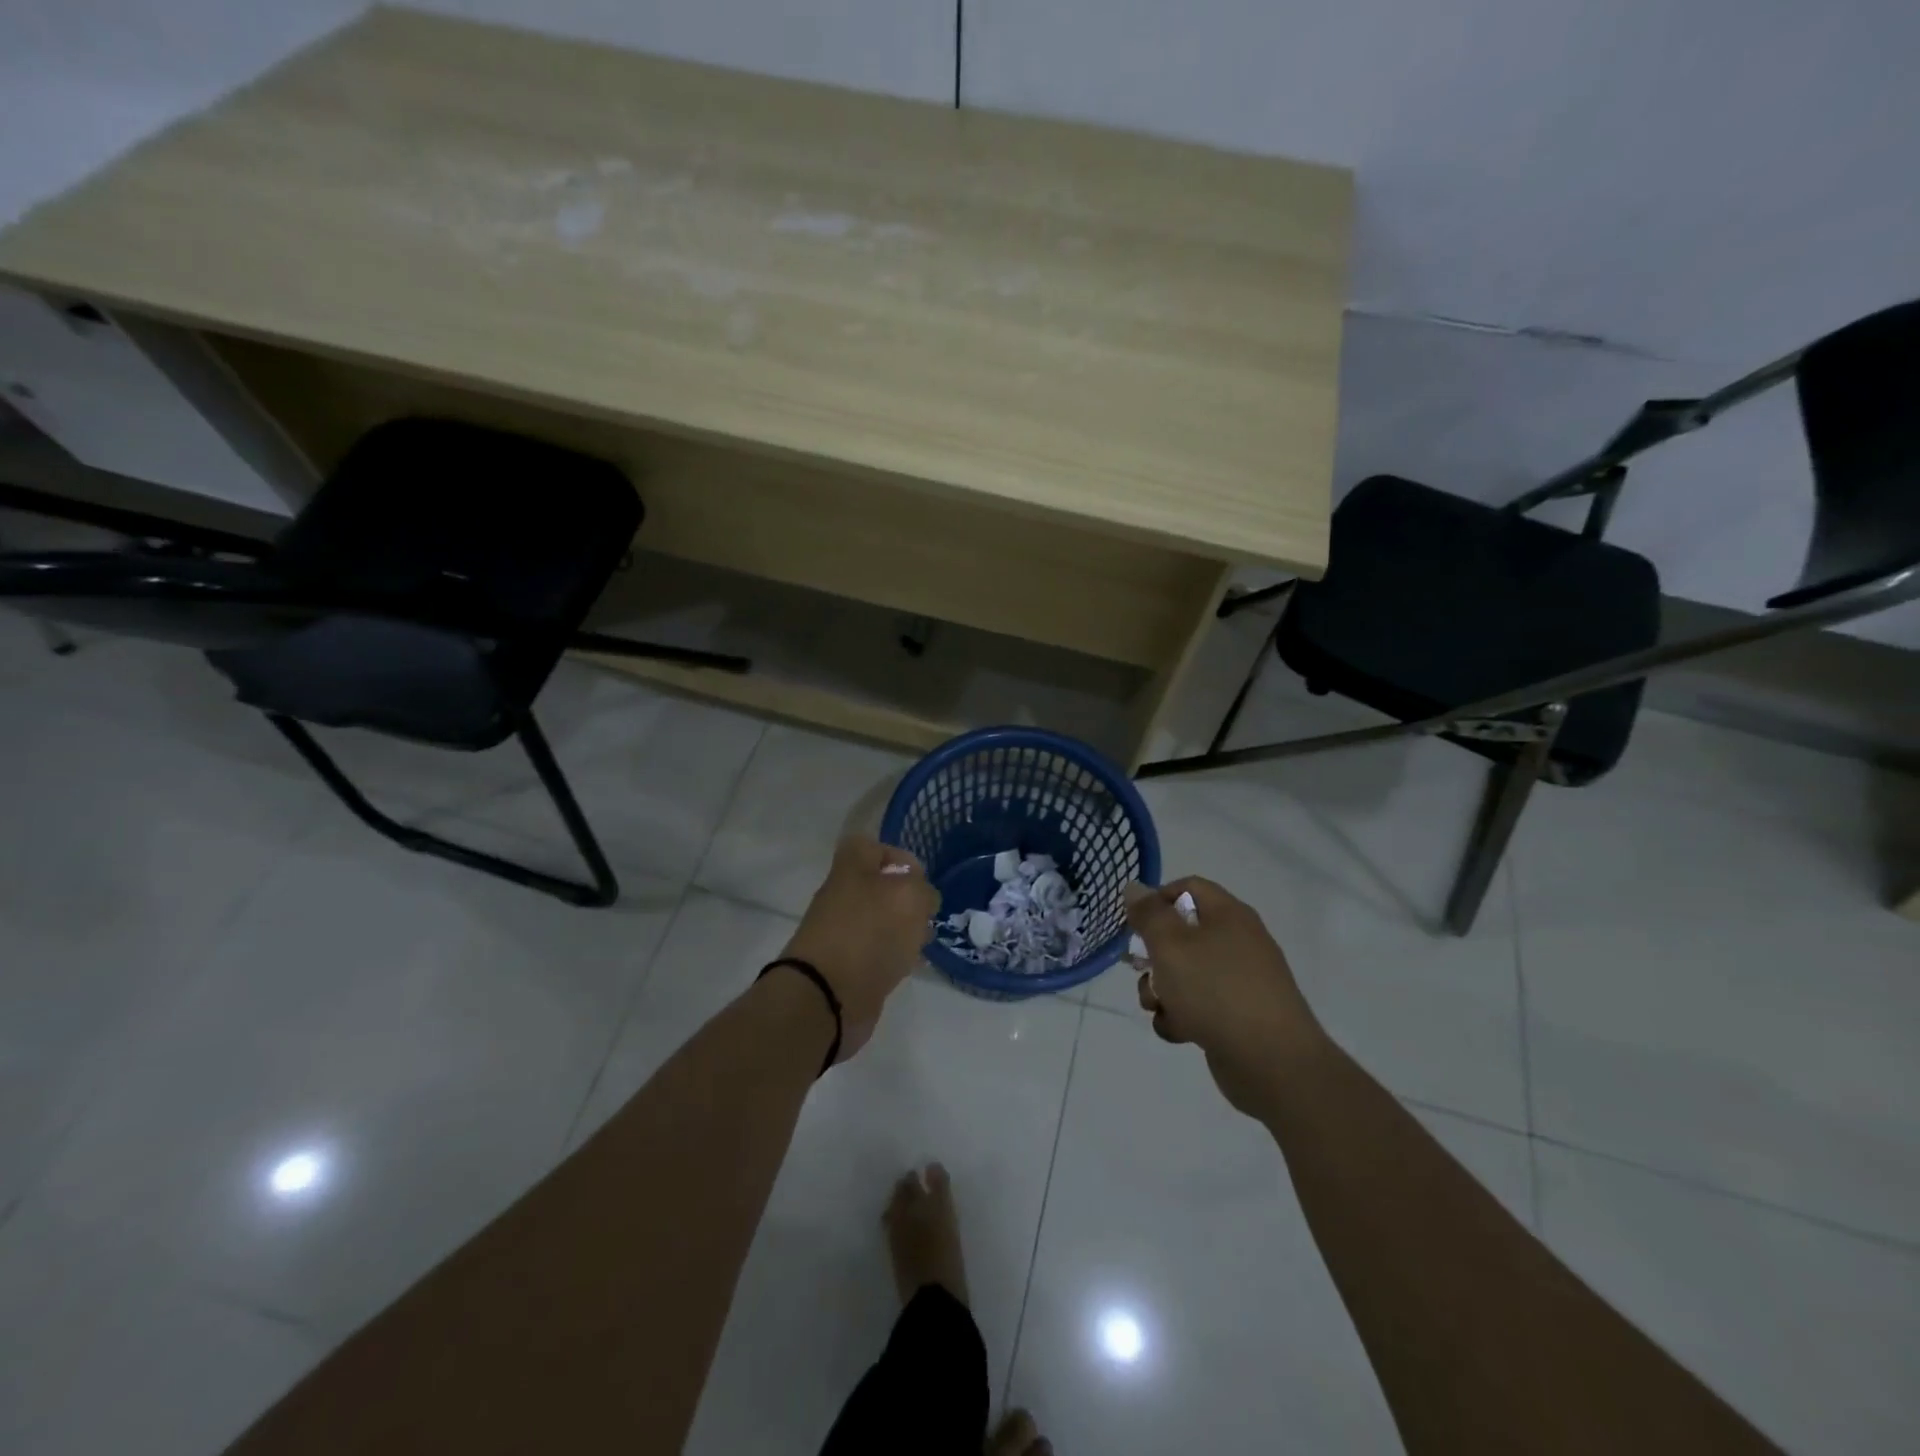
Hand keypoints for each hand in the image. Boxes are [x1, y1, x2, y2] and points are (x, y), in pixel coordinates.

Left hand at [782, 836, 939, 1062]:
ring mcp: (843, 931)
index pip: (871, 847)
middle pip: (879, 885)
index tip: (920, 878)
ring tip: (923, 941)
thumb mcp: (909, 897)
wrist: (827, 995)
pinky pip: (876, 950)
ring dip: (903, 928)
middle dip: (907, 898)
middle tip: (926, 913)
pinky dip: (894, 955)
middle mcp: (843, 895)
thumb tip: (922, 899)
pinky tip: (910, 965)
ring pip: (880, 919)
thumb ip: (922, 889)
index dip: (897, 856)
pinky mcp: (847, 964)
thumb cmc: (869, 933)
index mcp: (850, 869)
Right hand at [1127, 877, 1323, 1113]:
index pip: (1188, 887)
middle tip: (1139, 970)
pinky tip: (1180, 1032)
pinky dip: (1183, 1018)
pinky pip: (1199, 1006)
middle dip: (1154, 956)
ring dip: (1162, 991)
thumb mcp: (1170, 945)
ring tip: (1160, 1008)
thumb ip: (1148, 914)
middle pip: (1182, 934)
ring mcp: (1240, 981)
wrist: (1273, 1063)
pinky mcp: (1238, 1017)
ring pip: (1185, 974)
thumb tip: (1134, 887)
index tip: (1135, 924)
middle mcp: (1237, 942)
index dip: (1157, 899)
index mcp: (1229, 915)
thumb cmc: (1216, 991)